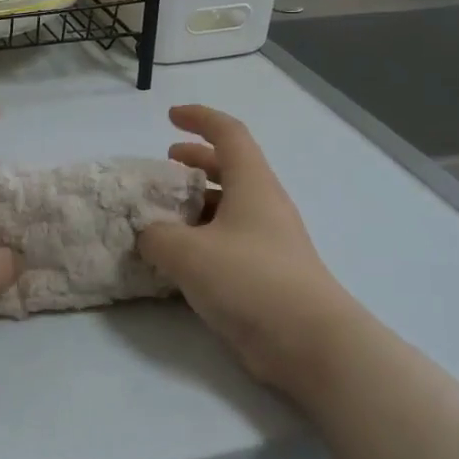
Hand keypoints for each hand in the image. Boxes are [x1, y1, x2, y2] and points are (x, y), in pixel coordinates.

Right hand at [137, 105, 363, 394]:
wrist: (309, 342)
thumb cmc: (249, 280)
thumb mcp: (187, 253)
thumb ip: (157, 236)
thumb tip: (149, 235)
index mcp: (253, 184)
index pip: (228, 133)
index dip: (200, 118)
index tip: (170, 116)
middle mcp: (264, 206)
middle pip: (231, 168)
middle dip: (197, 160)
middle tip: (166, 164)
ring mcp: (268, 241)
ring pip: (229, 207)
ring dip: (197, 203)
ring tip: (163, 214)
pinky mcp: (266, 274)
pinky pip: (229, 242)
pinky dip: (202, 239)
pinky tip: (178, 259)